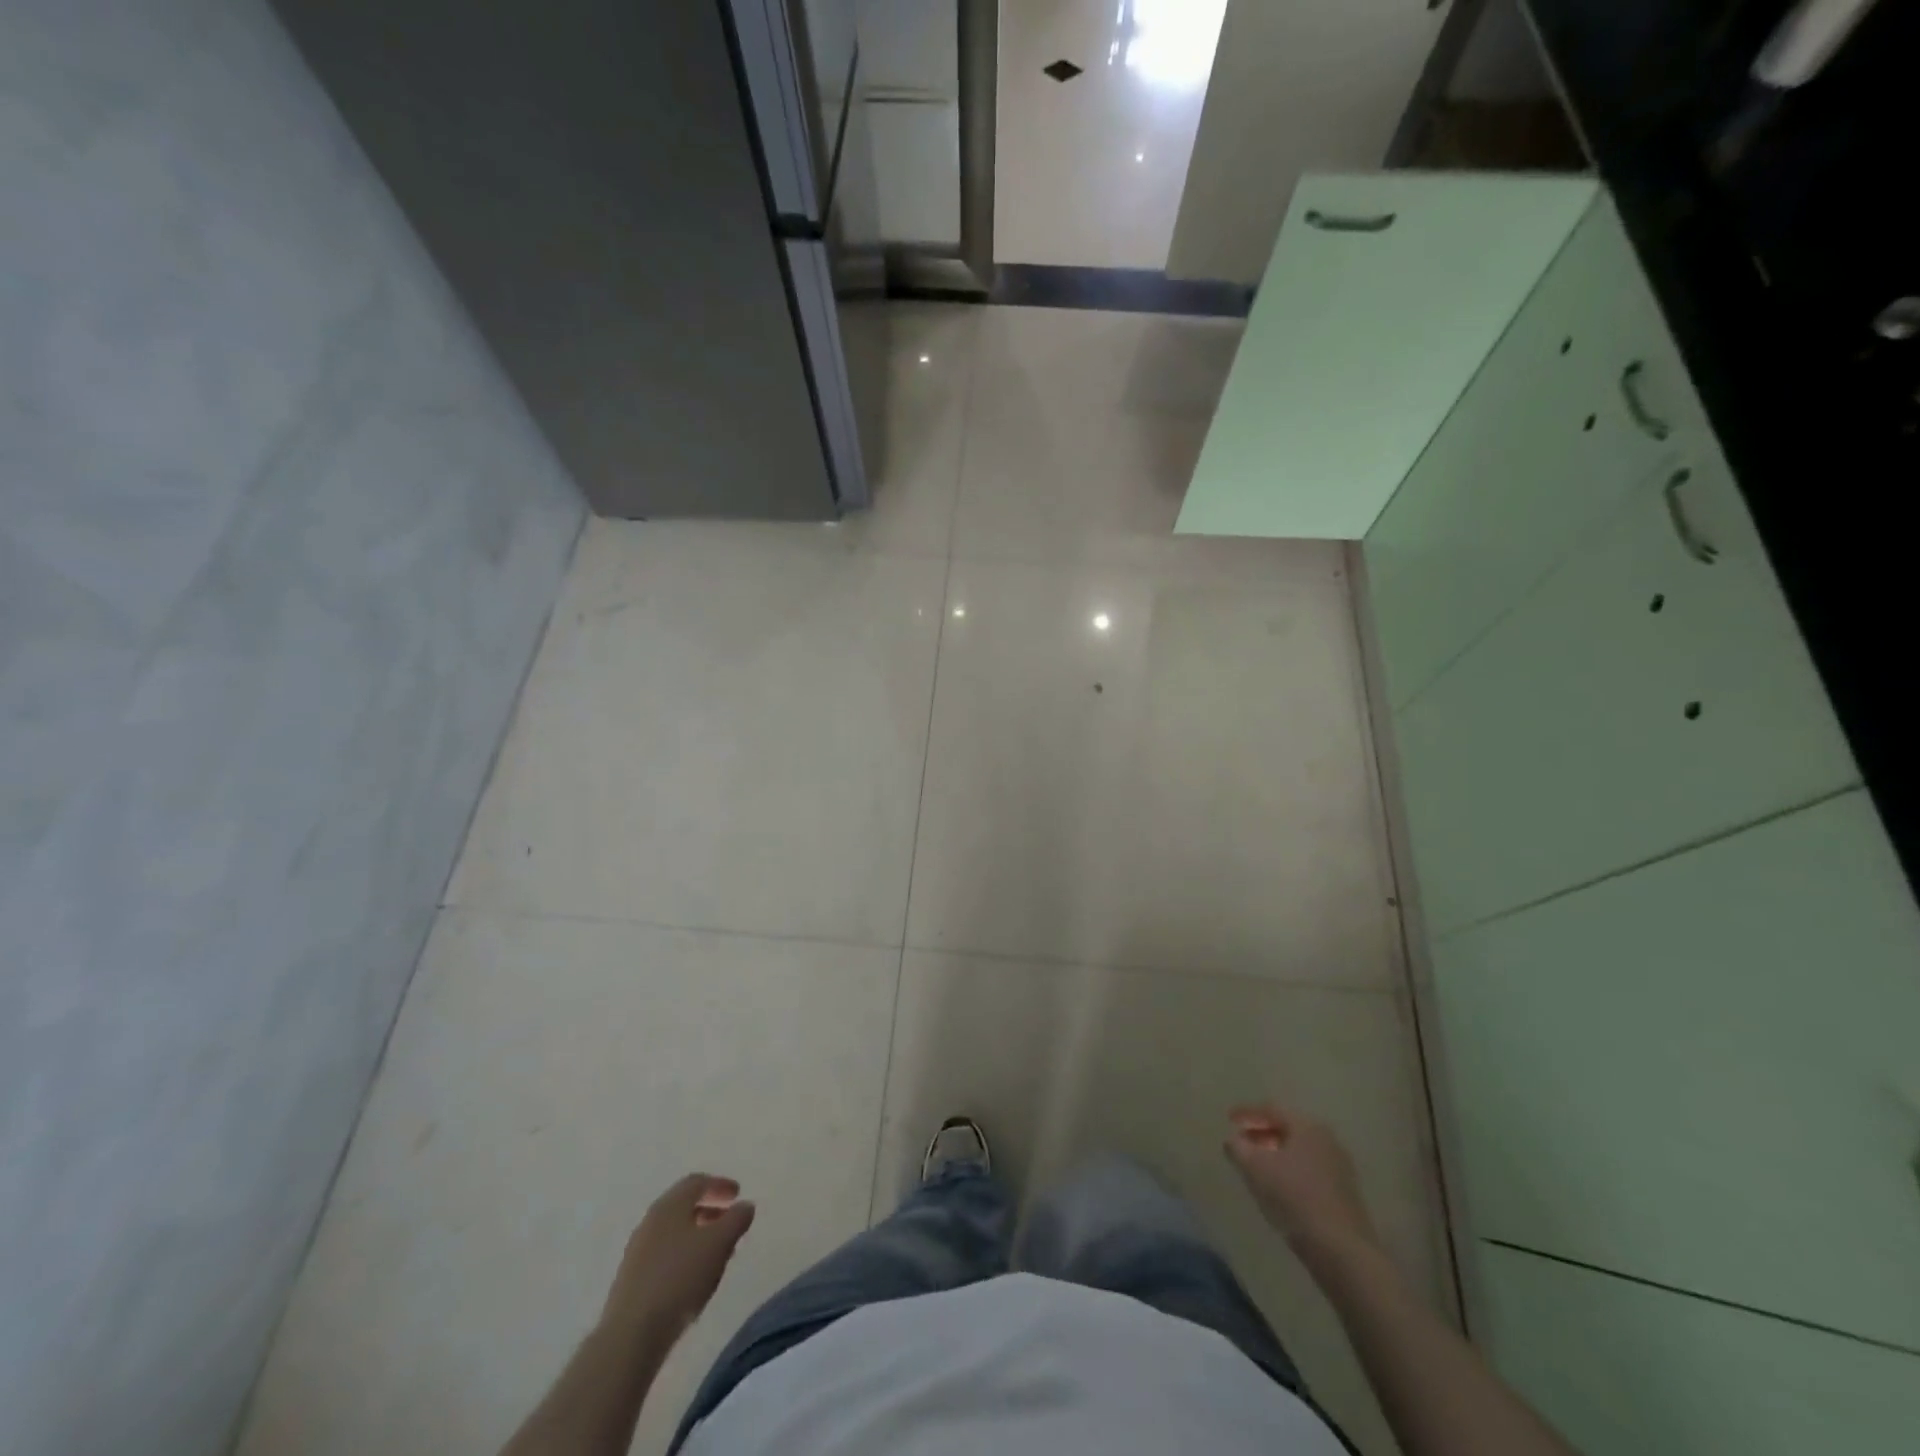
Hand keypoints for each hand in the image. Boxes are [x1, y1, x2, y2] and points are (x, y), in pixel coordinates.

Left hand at [603, 1174, 755, 1336]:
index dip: (719, 1185)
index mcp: (670, 1205)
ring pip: (674, 1232)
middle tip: (729, 1220)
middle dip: (709, 1209)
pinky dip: (683, 1255)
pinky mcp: (632, 1280)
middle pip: (683, 1206)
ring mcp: (638, 1251)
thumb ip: (736, 1219)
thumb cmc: (679, 1278)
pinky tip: (694, 1277)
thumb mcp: (719, 1243)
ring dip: (697, 1234)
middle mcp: (651, 1221)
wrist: (630, 1335)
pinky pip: (664, 1255)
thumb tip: (745, 1205)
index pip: (697, 1182)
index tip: (738, 1193)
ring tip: (716, 1252)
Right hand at [1224, 1105, 1376, 1256]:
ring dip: (1276, 1153)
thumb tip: (1233, 1140)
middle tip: (1242, 1142)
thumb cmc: (1294, 1198)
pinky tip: (1279, 1187)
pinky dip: (1291, 1170)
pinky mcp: (1345, 1193)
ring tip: (1256, 1166)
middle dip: (1262, 1133)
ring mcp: (1340, 1167)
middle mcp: (1327, 1140)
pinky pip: (1310, 1170)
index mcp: (1308, 1127)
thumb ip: (1238, 1148)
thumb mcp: (1255, 1168)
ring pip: (1300, 1151)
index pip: (1272, 1109)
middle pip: (1288, 1128)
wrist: (1341, 1251)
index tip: (1229, 1118)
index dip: (1247, 1112)